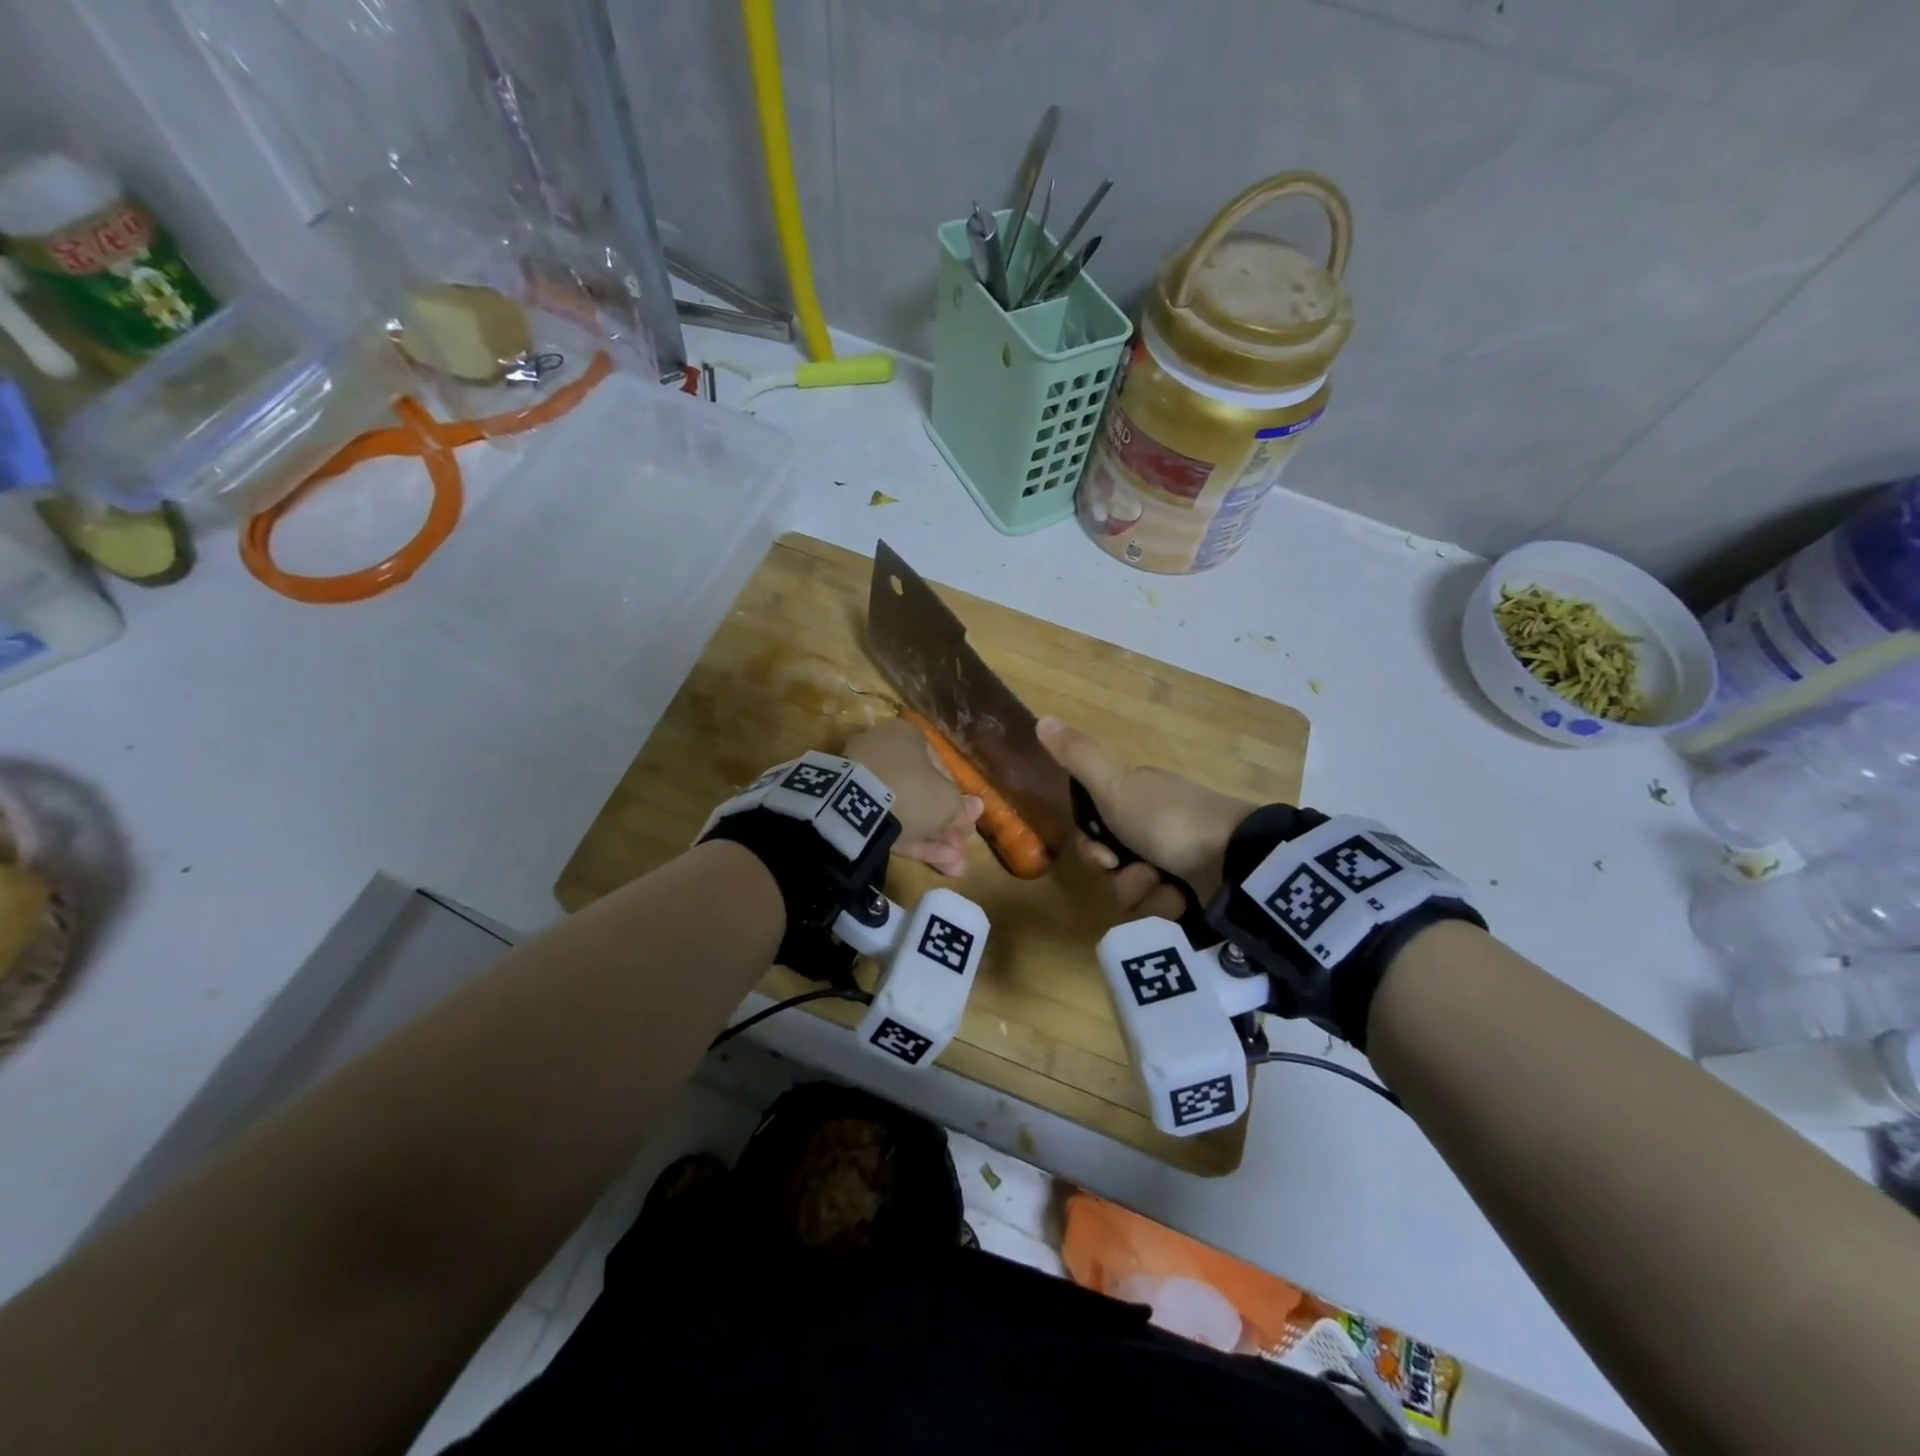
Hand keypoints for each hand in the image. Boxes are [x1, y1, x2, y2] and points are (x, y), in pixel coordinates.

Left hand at [844, 719, 983, 876]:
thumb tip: (975, 810)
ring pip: (904, 811)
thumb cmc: (912, 789)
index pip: (939, 767)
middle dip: (944, 824)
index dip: (956, 797)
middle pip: (921, 792)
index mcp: (907, 736)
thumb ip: (961, 808)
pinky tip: (936, 864)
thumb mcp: (947, 801)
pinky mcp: (847, 808)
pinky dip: (909, 841)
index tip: (966, 822)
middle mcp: (883, 752)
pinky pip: (885, 822)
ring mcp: (863, 781)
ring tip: (956, 865)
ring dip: (932, 838)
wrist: (855, 807)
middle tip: (962, 847)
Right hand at [1037, 717, 1252, 916]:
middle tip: (1140, 873)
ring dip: (1142, 894)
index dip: (1092, 849)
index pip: (1092, 831)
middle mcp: (1151, 825)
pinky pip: (1158, 907)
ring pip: (1131, 891)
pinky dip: (1165, 906)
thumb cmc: (1167, 819)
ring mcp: (1174, 858)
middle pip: (1110, 866)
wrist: (1234, 860)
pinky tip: (1182, 899)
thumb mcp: (1114, 786)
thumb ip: (1078, 757)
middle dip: (1119, 877)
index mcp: (1135, 797)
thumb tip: (1042, 718)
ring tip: (1166, 888)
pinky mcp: (1192, 890)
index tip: (1105, 855)